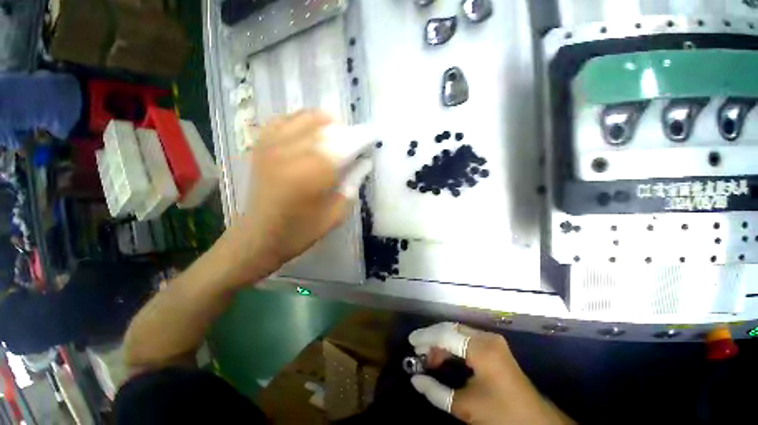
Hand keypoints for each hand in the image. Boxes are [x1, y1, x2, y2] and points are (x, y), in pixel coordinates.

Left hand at [221, 110, 372, 284]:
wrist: (260, 236)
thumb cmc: (302, 230)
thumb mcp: (336, 213)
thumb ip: (353, 184)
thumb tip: (365, 162)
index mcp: (313, 173)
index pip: (344, 144)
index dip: (361, 137)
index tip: (373, 136)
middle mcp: (292, 152)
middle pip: (327, 128)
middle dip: (346, 131)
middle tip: (356, 142)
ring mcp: (273, 146)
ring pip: (305, 118)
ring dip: (326, 122)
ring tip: (336, 133)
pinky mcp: (261, 147)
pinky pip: (283, 120)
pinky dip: (300, 120)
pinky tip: (309, 129)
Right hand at [409, 323, 573, 424]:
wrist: (537, 423)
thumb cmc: (502, 415)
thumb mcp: (466, 407)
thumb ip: (436, 392)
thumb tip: (415, 379)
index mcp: (482, 348)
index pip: (446, 335)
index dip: (426, 337)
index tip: (411, 342)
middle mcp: (486, 337)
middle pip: (451, 328)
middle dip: (432, 338)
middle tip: (418, 351)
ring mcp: (492, 340)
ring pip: (458, 332)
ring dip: (442, 342)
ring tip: (429, 358)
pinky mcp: (494, 346)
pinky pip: (467, 339)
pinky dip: (453, 346)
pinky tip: (444, 357)